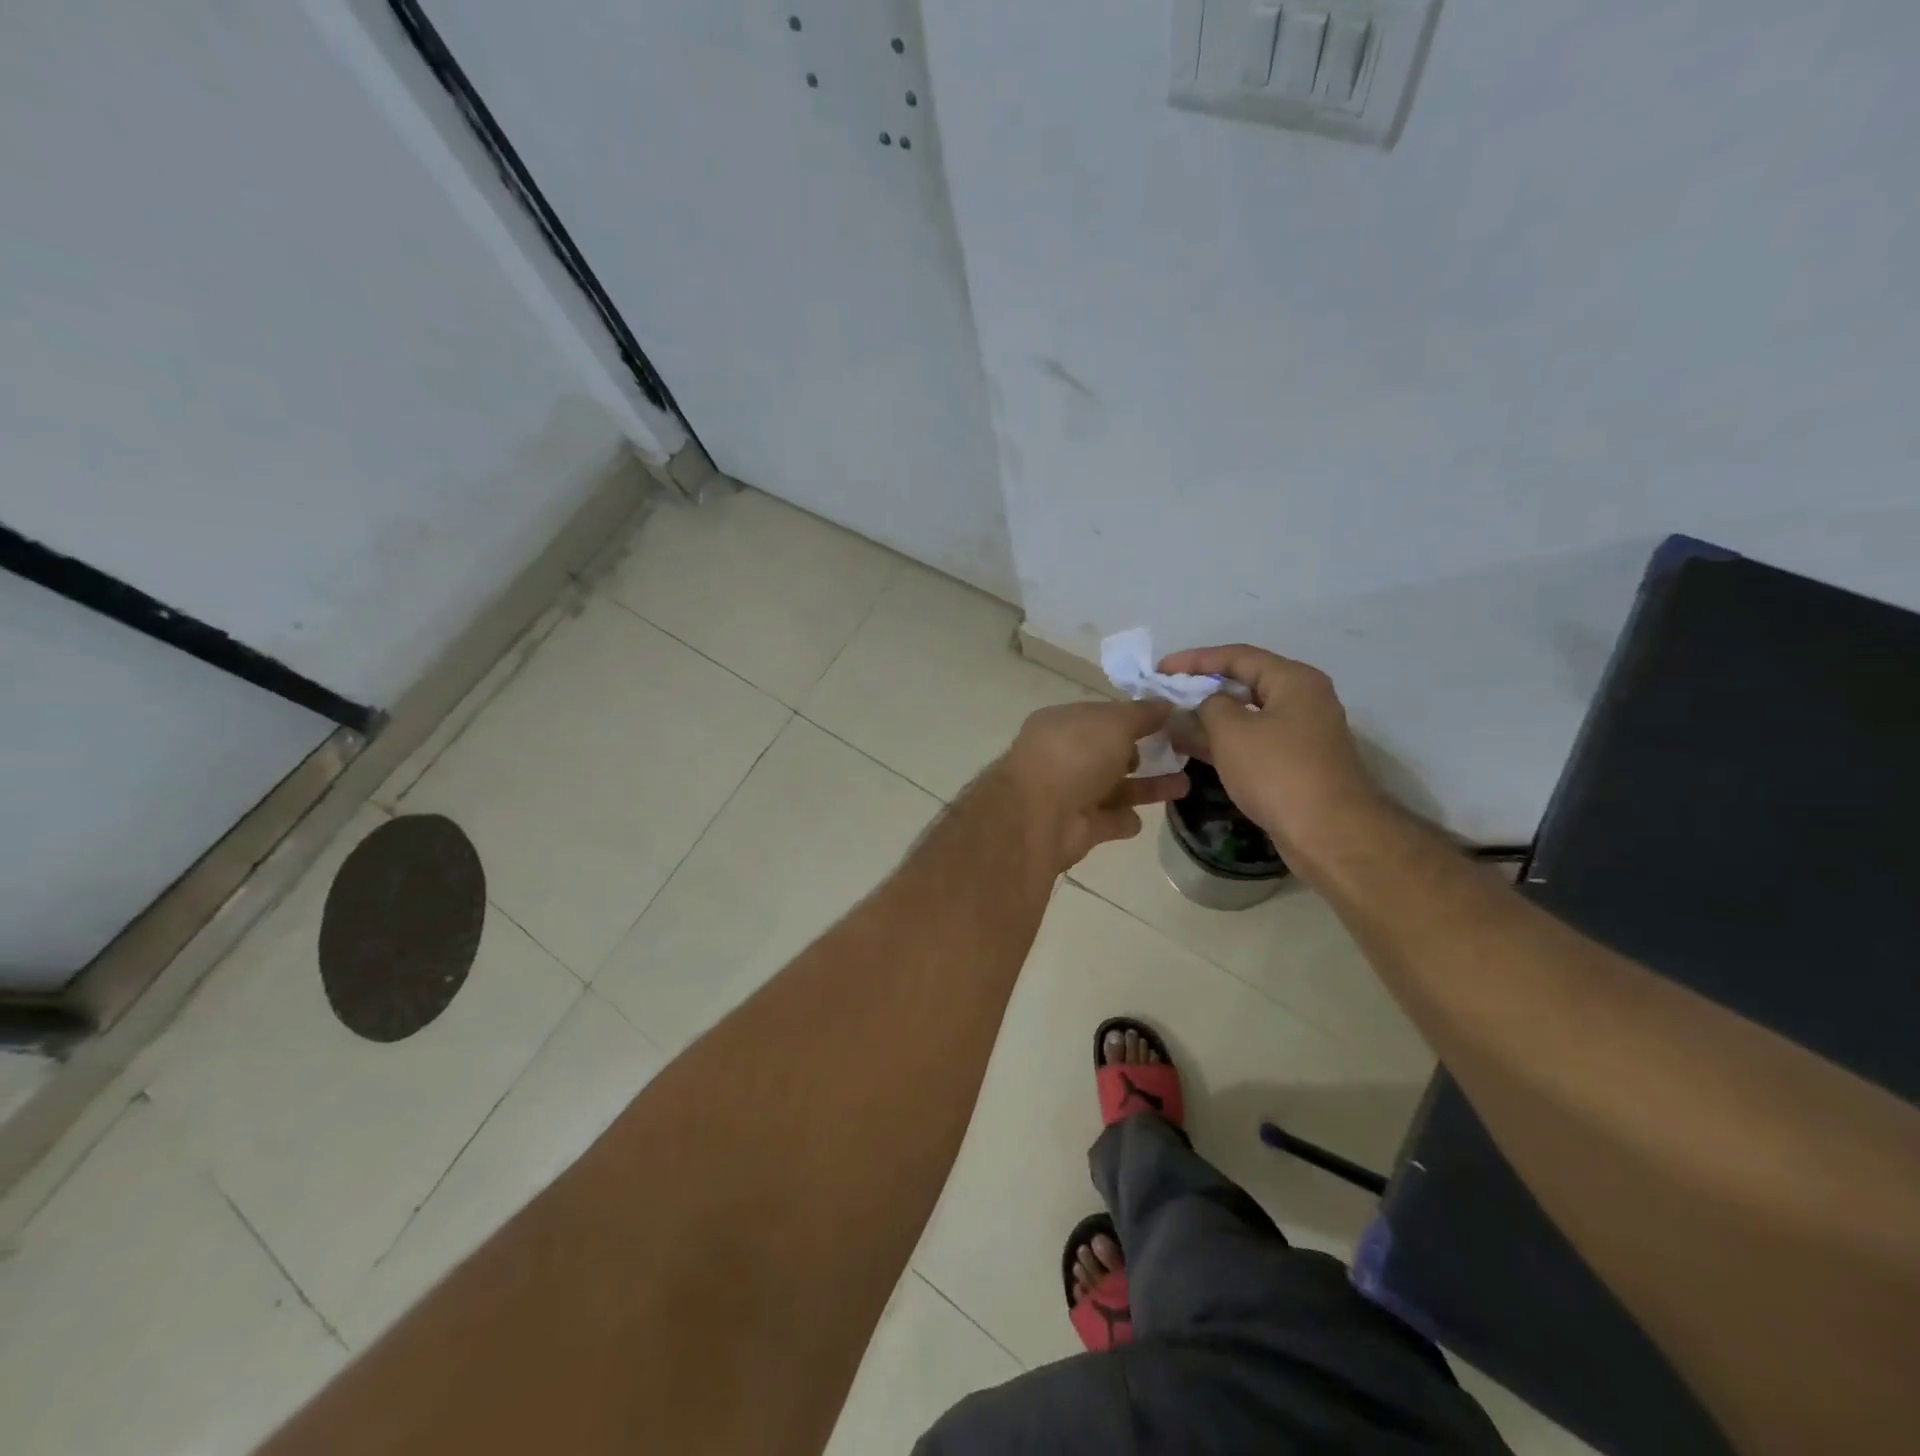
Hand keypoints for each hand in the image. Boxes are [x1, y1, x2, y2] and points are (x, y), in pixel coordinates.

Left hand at [998, 699, 1188, 872]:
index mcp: (1063, 724)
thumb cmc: (1075, 755)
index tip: (1171, 720)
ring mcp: (1069, 794)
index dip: (1135, 717)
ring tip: (1186, 784)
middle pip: (1109, 753)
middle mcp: (1063, 757)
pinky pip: (1108, 821)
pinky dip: (1124, 820)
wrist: (1039, 816)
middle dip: (1143, 753)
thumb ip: (1142, 714)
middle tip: (1182, 753)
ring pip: (1115, 788)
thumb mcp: (1114, 722)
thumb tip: (1166, 704)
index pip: (1103, 716)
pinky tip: (1144, 818)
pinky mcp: (1078, 828)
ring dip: (1147, 787)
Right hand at [1157, 645, 1381, 862]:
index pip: (1237, 656)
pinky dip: (1224, 742)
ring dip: (1209, 719)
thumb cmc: (1278, 771)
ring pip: (1247, 716)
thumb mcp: (1231, 731)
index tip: (1160, 669)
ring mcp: (1301, 734)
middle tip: (1165, 695)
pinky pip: (1253, 741)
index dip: (1194, 659)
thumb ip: (1207, 707)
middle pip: (1244, 683)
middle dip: (1201, 689)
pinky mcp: (1296, 764)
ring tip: (1171, 723)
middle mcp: (1302, 700)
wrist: (1328, 833)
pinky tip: (1193, 749)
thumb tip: (1203, 705)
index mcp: (1293, 680)